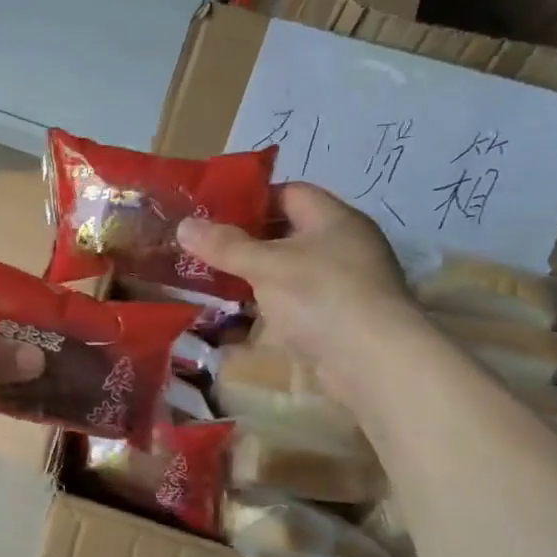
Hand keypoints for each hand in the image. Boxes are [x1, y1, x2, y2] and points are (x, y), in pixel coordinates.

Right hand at [177, 184, 420, 397]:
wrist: (373, 362)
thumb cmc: (321, 296)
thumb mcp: (266, 265)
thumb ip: (225, 246)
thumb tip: (184, 225)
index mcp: (333, 220)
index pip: (290, 193)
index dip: (251, 199)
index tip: (213, 212)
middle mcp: (342, 247)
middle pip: (287, 234)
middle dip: (245, 242)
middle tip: (204, 248)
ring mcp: (341, 286)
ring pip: (287, 274)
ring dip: (253, 279)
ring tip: (210, 282)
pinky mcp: (336, 321)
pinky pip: (293, 307)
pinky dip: (266, 310)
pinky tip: (235, 320)